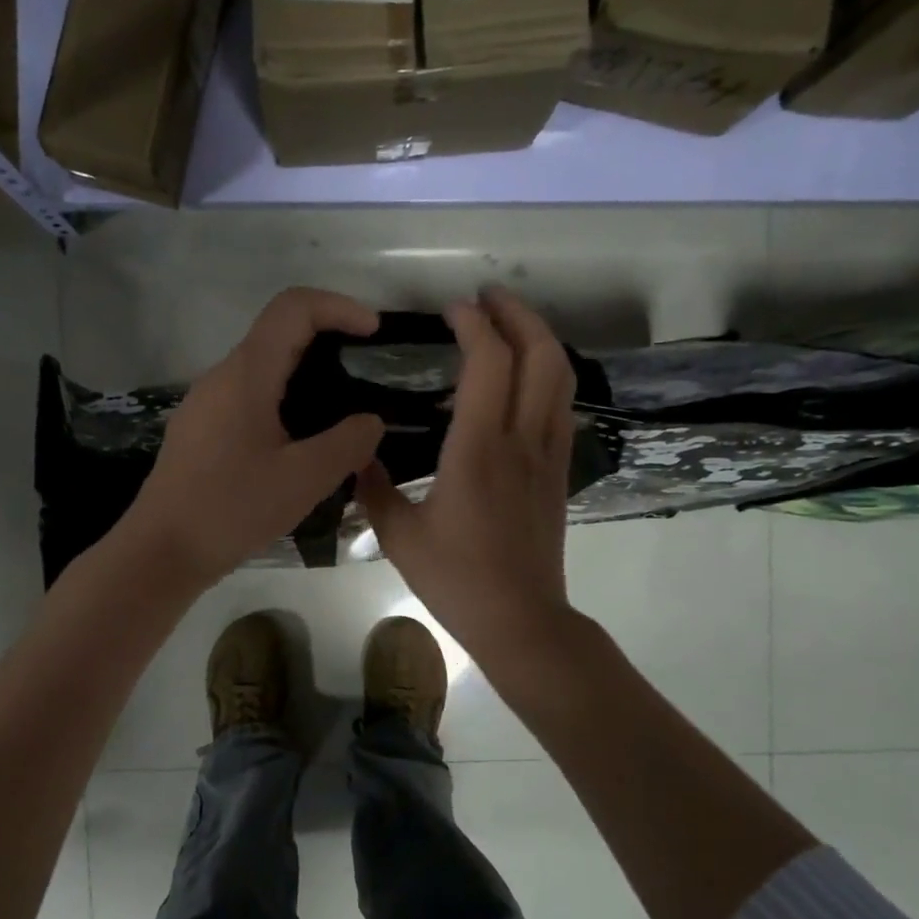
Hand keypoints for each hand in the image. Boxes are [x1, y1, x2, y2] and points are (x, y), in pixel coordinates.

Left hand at [119, 288, 385, 591]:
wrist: (162, 551)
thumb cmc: (232, 509)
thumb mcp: (304, 479)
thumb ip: (348, 443)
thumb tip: (371, 422)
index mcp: (246, 374)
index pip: (293, 307)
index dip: (339, 306)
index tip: (374, 332)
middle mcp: (221, 377)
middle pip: (278, 334)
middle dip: (328, 341)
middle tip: (367, 375)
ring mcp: (205, 404)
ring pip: (263, 370)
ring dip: (306, 377)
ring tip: (343, 413)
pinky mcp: (201, 431)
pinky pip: (249, 399)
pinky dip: (284, 403)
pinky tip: (302, 444)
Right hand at [357, 287, 576, 673]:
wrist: (520, 619)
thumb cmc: (456, 579)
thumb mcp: (399, 536)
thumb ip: (374, 489)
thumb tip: (359, 457)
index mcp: (477, 450)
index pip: (488, 363)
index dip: (474, 324)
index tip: (451, 311)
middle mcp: (521, 441)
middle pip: (540, 354)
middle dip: (517, 314)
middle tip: (486, 299)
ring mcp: (547, 455)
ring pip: (559, 377)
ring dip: (537, 338)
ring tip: (506, 327)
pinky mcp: (557, 472)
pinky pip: (559, 406)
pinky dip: (543, 375)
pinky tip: (518, 382)